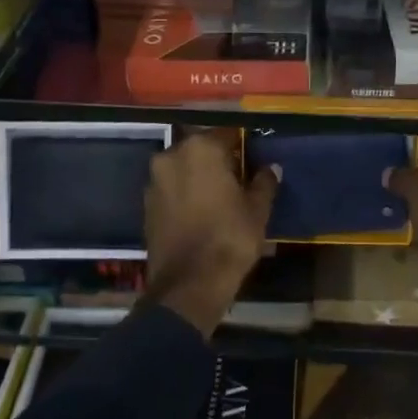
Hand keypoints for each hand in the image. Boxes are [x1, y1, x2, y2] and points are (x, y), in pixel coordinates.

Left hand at [145, 131, 278, 338]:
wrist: (189, 284)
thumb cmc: (230, 238)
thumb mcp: (257, 209)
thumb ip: (264, 182)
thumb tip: (271, 168)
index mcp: (201, 149)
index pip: (227, 134)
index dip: (243, 147)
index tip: (253, 161)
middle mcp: (171, 156)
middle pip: (201, 150)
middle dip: (217, 161)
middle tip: (237, 180)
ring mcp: (154, 181)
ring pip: (183, 169)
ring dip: (198, 177)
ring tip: (218, 198)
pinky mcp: (146, 205)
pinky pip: (171, 190)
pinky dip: (184, 195)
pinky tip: (200, 213)